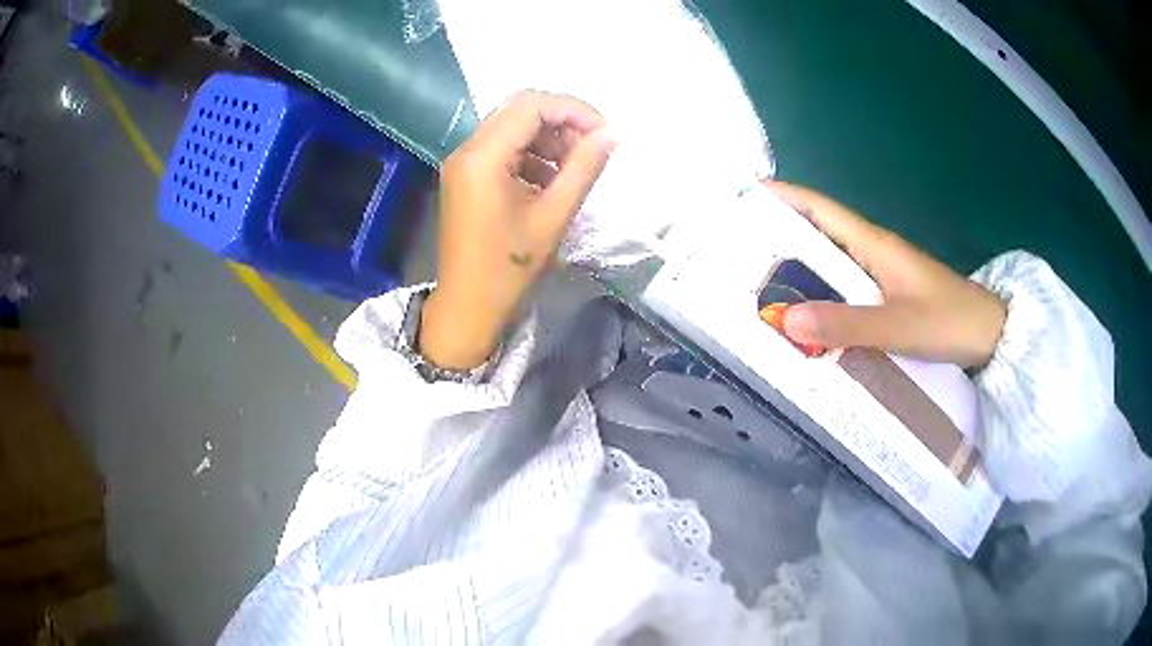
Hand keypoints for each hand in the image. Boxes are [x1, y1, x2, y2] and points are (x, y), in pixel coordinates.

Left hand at [420, 91, 615, 369]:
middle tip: (592, 149)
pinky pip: (501, 150)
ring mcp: (462, 164)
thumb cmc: (509, 269)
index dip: (573, 110)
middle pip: (519, 111)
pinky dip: (530, 156)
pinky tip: (550, 182)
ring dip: (547, 140)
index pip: (530, 106)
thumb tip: (611, 135)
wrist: (467, 308)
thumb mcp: (553, 216)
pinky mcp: (465, 178)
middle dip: (561, 123)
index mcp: (483, 157)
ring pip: (511, 128)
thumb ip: (583, 169)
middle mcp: (467, 150)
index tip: (604, 133)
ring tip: (574, 170)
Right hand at [767, 181, 1006, 367]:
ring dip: (800, 270)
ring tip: (761, 287)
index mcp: (873, 244)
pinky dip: (823, 295)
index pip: (820, 209)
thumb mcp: (899, 325)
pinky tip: (810, 316)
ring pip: (832, 263)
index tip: (745, 194)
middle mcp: (873, 252)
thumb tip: (787, 320)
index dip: (783, 197)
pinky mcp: (889, 295)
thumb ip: (848, 324)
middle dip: (779, 236)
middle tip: (738, 252)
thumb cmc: (950, 321)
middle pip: (818, 234)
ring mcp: (882, 274)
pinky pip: (846, 288)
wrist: (991, 336)